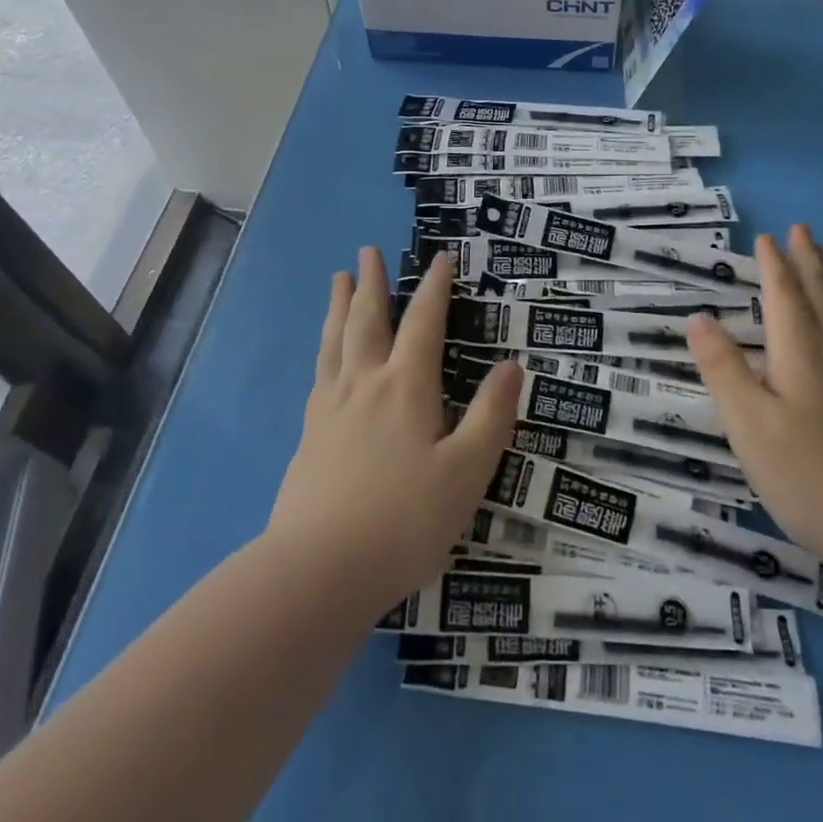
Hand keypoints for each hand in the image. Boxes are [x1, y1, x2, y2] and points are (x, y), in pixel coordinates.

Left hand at [266, 247, 520, 609]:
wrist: (318, 571)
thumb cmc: (404, 521)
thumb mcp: (466, 472)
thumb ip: (491, 416)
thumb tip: (512, 365)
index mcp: (406, 387)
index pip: (424, 323)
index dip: (435, 288)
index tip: (440, 258)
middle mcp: (365, 384)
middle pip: (368, 320)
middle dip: (372, 282)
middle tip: (366, 250)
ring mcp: (331, 408)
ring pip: (336, 341)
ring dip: (340, 306)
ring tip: (338, 280)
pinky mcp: (309, 435)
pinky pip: (319, 372)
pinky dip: (325, 347)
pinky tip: (326, 353)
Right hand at [686, 225, 822, 577]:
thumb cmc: (807, 472)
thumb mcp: (748, 422)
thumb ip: (723, 368)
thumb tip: (699, 318)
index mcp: (801, 351)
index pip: (784, 295)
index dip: (773, 265)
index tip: (766, 237)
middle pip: (819, 296)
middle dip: (807, 262)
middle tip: (803, 230)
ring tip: (819, 263)